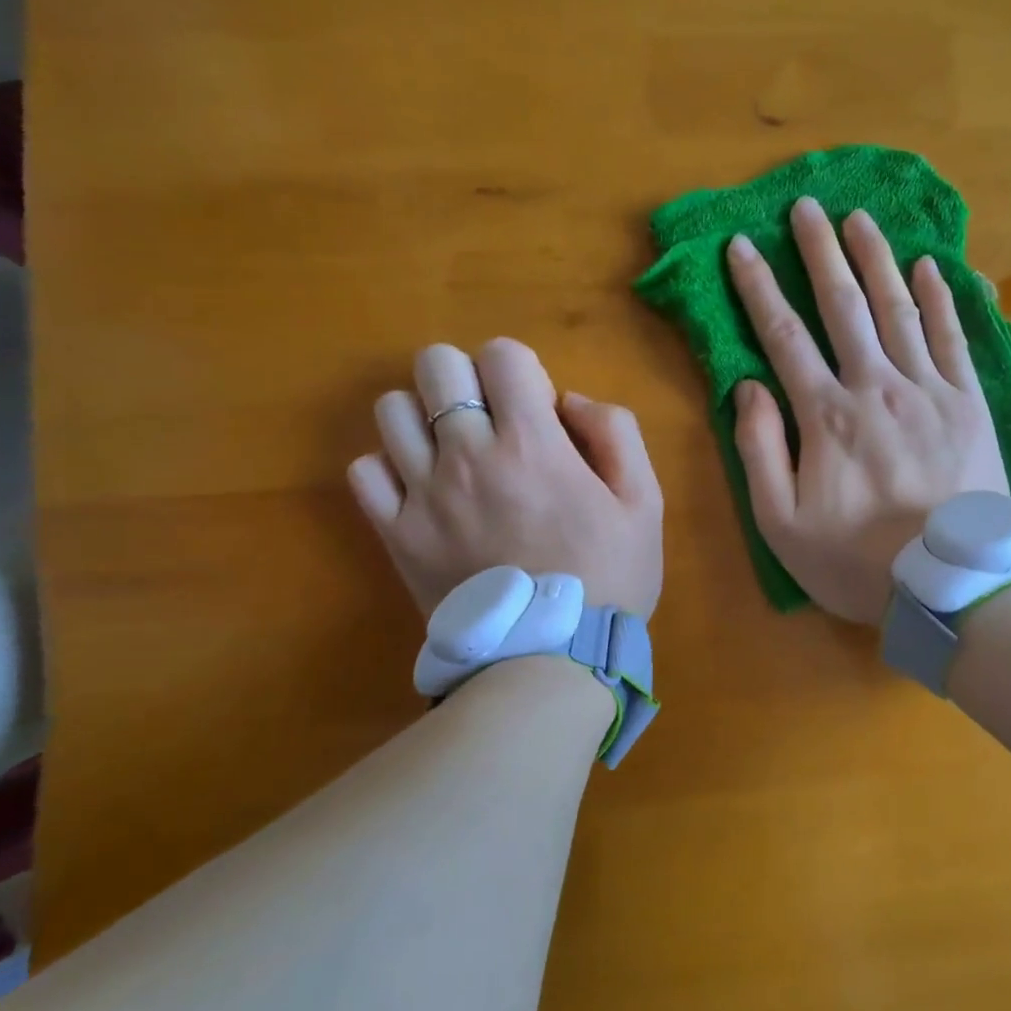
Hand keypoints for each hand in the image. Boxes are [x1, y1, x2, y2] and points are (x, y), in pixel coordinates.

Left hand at [347, 339, 662, 619]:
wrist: (552, 657)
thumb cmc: (609, 577)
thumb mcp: (645, 501)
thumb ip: (616, 433)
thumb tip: (568, 400)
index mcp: (532, 443)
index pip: (502, 354)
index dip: (522, 369)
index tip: (537, 408)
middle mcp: (468, 455)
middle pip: (436, 365)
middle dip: (468, 378)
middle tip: (492, 419)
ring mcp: (423, 494)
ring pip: (392, 410)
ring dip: (425, 416)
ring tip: (454, 451)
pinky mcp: (395, 534)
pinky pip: (364, 471)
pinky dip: (389, 468)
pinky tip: (422, 488)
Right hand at [728, 197, 1008, 624]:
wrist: (950, 586)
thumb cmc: (857, 561)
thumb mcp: (781, 524)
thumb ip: (759, 451)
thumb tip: (749, 386)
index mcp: (826, 415)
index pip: (784, 336)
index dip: (759, 288)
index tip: (742, 246)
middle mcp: (876, 386)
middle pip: (844, 306)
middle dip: (820, 252)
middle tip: (806, 207)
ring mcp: (929, 391)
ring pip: (898, 309)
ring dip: (876, 260)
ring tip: (860, 218)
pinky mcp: (970, 404)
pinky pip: (954, 338)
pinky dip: (941, 299)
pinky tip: (931, 265)